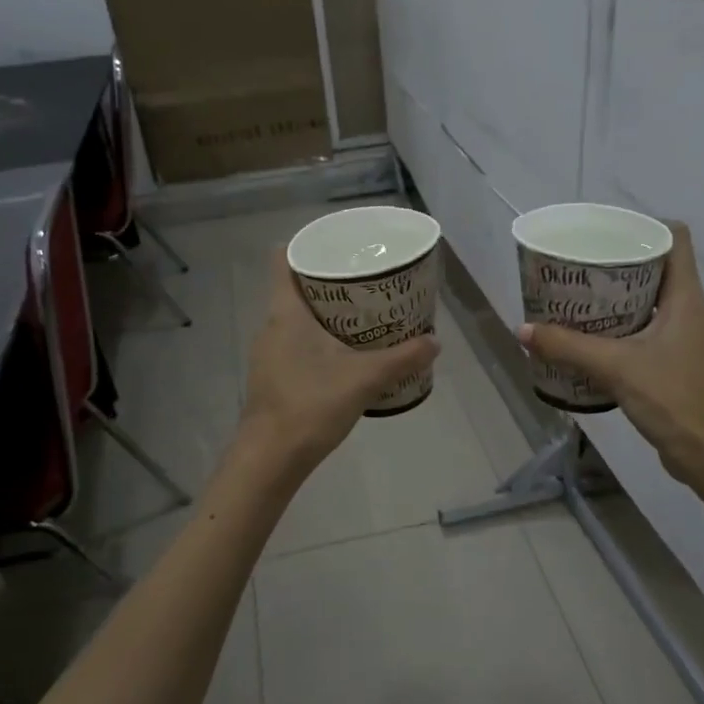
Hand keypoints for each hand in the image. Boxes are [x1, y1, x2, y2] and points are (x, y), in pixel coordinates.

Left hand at [239, 250, 439, 473]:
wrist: (270, 458)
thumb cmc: (311, 405)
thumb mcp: (364, 378)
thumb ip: (402, 358)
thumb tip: (435, 342)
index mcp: (286, 312)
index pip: (284, 259)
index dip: (307, 245)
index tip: (339, 247)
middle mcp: (271, 326)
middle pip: (295, 288)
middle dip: (329, 282)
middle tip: (366, 281)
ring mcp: (268, 353)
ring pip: (296, 319)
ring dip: (325, 314)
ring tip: (362, 316)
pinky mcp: (272, 376)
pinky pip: (296, 344)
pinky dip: (318, 340)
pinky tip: (345, 356)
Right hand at [518, 224, 703, 482]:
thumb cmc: (672, 399)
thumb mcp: (615, 368)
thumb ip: (568, 347)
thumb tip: (523, 329)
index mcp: (687, 299)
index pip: (676, 240)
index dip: (645, 227)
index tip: (607, 232)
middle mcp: (692, 312)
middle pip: (659, 270)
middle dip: (620, 265)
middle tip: (580, 267)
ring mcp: (688, 340)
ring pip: (653, 303)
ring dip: (619, 299)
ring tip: (580, 300)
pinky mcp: (680, 364)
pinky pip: (650, 332)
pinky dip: (624, 329)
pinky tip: (594, 341)